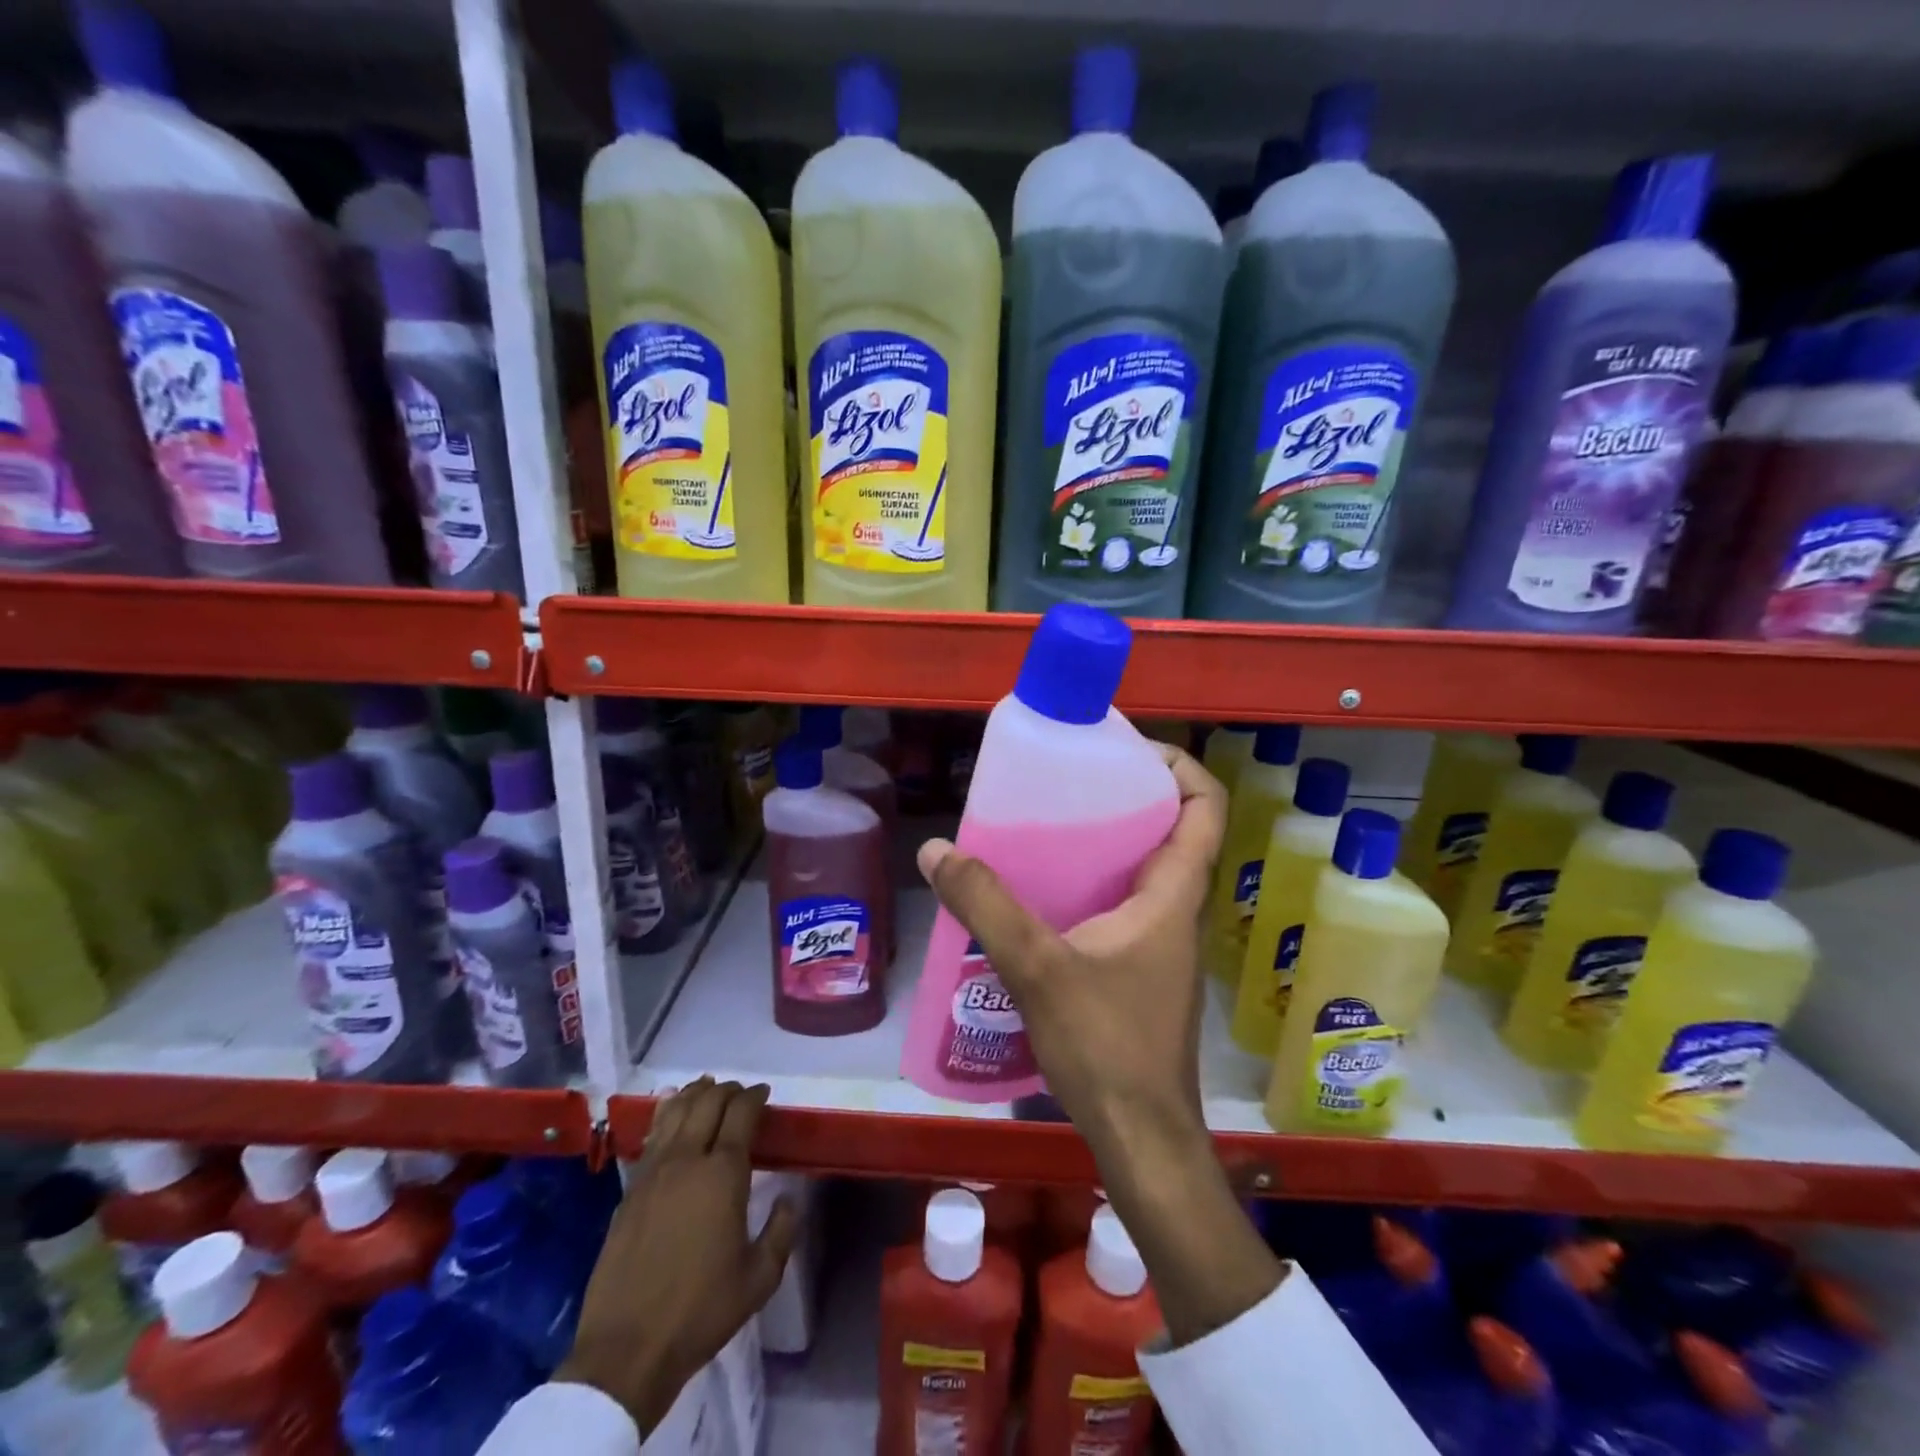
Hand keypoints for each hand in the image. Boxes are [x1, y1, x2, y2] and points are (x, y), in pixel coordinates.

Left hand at [556, 1079, 797, 1434]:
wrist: (627, 1349)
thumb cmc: (701, 1311)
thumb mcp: (759, 1278)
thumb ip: (781, 1231)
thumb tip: (788, 1199)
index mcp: (723, 1174)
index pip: (741, 1113)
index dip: (755, 1096)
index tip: (764, 1094)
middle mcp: (687, 1160)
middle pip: (707, 1102)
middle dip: (728, 1089)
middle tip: (741, 1093)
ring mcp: (653, 1173)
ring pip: (675, 1111)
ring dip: (695, 1093)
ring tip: (707, 1087)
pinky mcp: (629, 1190)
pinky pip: (652, 1136)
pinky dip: (666, 1114)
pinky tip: (670, 1112)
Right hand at [916, 742, 1225, 1148]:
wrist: (1141, 1139)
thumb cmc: (1107, 1046)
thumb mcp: (1038, 968)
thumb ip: (986, 906)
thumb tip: (937, 850)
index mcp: (1173, 896)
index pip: (1206, 809)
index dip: (1179, 767)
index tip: (1128, 750)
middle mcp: (1177, 912)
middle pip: (1172, 831)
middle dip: (1128, 797)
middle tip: (1070, 782)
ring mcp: (1162, 945)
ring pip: (1145, 872)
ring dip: (1107, 843)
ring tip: (1049, 829)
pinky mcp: (1141, 971)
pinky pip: (1123, 906)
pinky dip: (1092, 886)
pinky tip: (1043, 898)